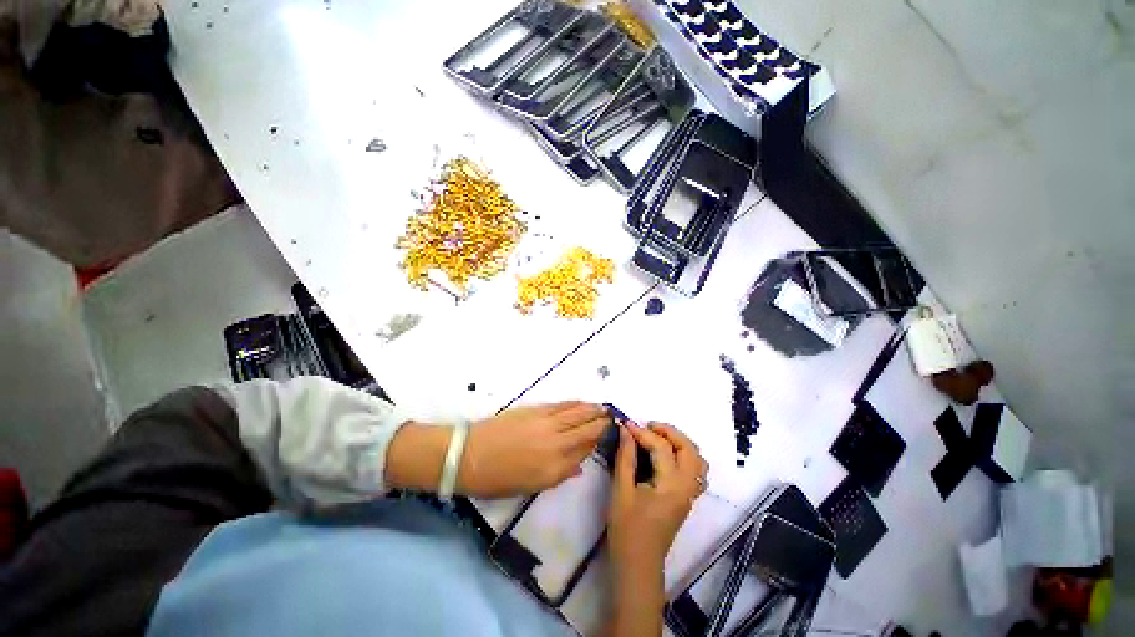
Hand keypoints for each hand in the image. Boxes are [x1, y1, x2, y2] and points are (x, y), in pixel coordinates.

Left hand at [459, 402, 609, 497]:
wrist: (469, 455)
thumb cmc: (497, 479)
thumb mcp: (530, 486)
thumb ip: (559, 475)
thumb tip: (579, 466)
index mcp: (555, 468)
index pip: (586, 450)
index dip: (599, 441)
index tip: (609, 434)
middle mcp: (556, 444)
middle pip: (586, 429)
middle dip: (602, 422)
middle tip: (613, 417)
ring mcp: (547, 424)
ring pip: (577, 413)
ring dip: (592, 409)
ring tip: (603, 407)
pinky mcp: (536, 410)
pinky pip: (562, 405)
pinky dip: (575, 403)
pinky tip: (582, 402)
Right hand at [608, 423, 707, 578]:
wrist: (638, 564)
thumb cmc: (626, 529)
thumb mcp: (621, 490)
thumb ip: (625, 457)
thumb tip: (625, 429)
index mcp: (670, 486)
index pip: (661, 448)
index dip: (642, 432)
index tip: (625, 424)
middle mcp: (686, 487)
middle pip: (689, 449)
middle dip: (669, 432)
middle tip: (647, 425)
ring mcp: (690, 494)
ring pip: (696, 459)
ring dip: (679, 442)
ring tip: (657, 437)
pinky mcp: (687, 498)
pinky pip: (695, 470)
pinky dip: (684, 455)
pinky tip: (666, 455)